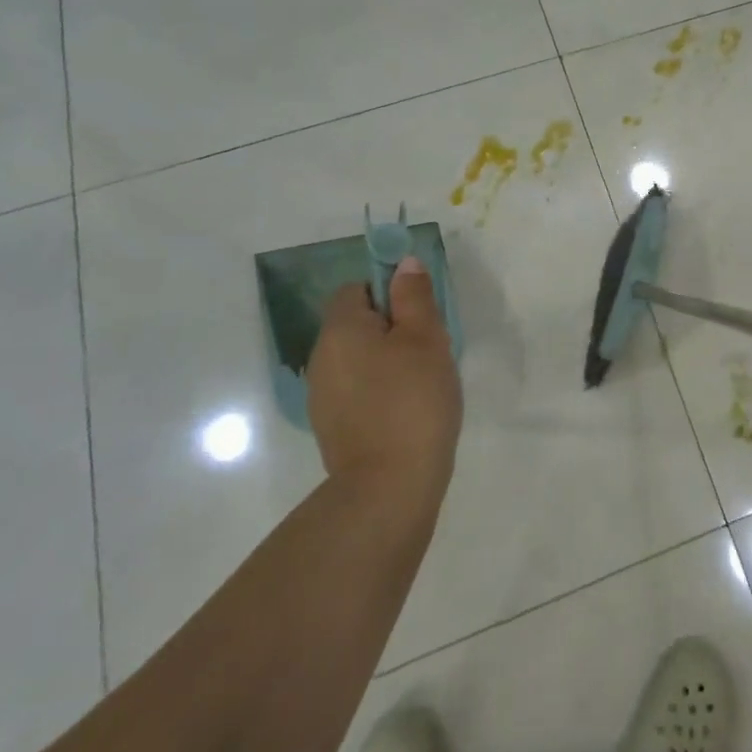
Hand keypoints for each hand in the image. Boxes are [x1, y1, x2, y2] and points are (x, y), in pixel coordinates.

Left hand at [306, 256, 461, 491]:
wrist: (389, 487)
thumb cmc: (413, 400)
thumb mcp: (426, 337)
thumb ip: (414, 296)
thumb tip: (403, 264)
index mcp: (340, 330)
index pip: (356, 289)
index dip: (388, 292)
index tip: (419, 314)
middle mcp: (322, 358)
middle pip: (356, 323)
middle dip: (392, 327)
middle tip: (430, 347)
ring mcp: (322, 396)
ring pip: (358, 357)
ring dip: (387, 359)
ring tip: (423, 381)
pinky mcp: (332, 426)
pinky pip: (357, 389)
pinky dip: (380, 389)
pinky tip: (407, 410)